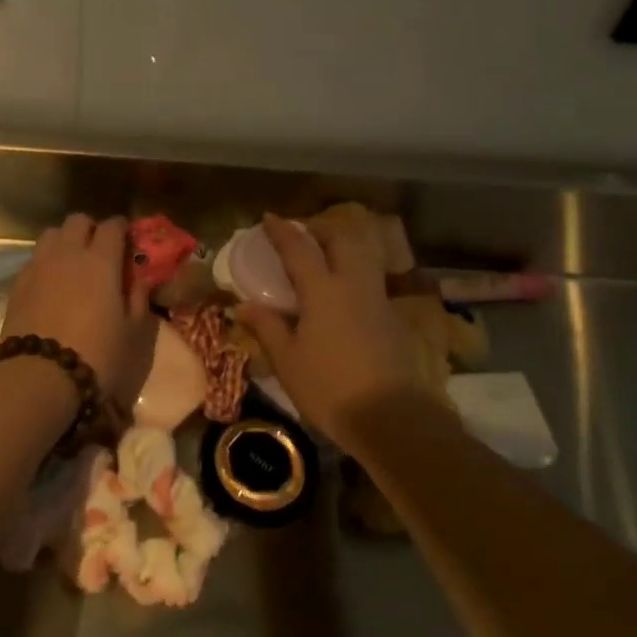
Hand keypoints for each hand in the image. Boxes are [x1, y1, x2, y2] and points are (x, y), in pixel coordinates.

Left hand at [3, 214, 157, 409]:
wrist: (39, 377)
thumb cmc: (96, 355)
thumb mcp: (132, 332)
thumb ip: (138, 299)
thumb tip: (141, 279)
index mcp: (101, 260)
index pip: (112, 226)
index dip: (121, 228)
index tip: (127, 239)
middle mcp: (68, 253)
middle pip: (78, 221)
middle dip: (90, 229)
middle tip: (99, 250)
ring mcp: (39, 265)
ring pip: (51, 234)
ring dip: (64, 240)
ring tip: (71, 263)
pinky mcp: (17, 282)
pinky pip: (34, 258)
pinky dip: (45, 261)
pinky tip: (50, 282)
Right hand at [235, 214, 421, 444]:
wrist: (393, 418)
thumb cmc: (330, 388)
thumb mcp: (288, 360)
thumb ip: (266, 327)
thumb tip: (243, 306)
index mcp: (323, 290)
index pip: (299, 247)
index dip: (282, 230)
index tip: (268, 218)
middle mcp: (353, 285)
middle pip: (341, 239)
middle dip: (320, 228)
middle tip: (301, 233)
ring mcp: (378, 300)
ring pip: (362, 256)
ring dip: (342, 246)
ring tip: (323, 256)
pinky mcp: (393, 319)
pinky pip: (371, 280)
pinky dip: (353, 272)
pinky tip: (342, 293)